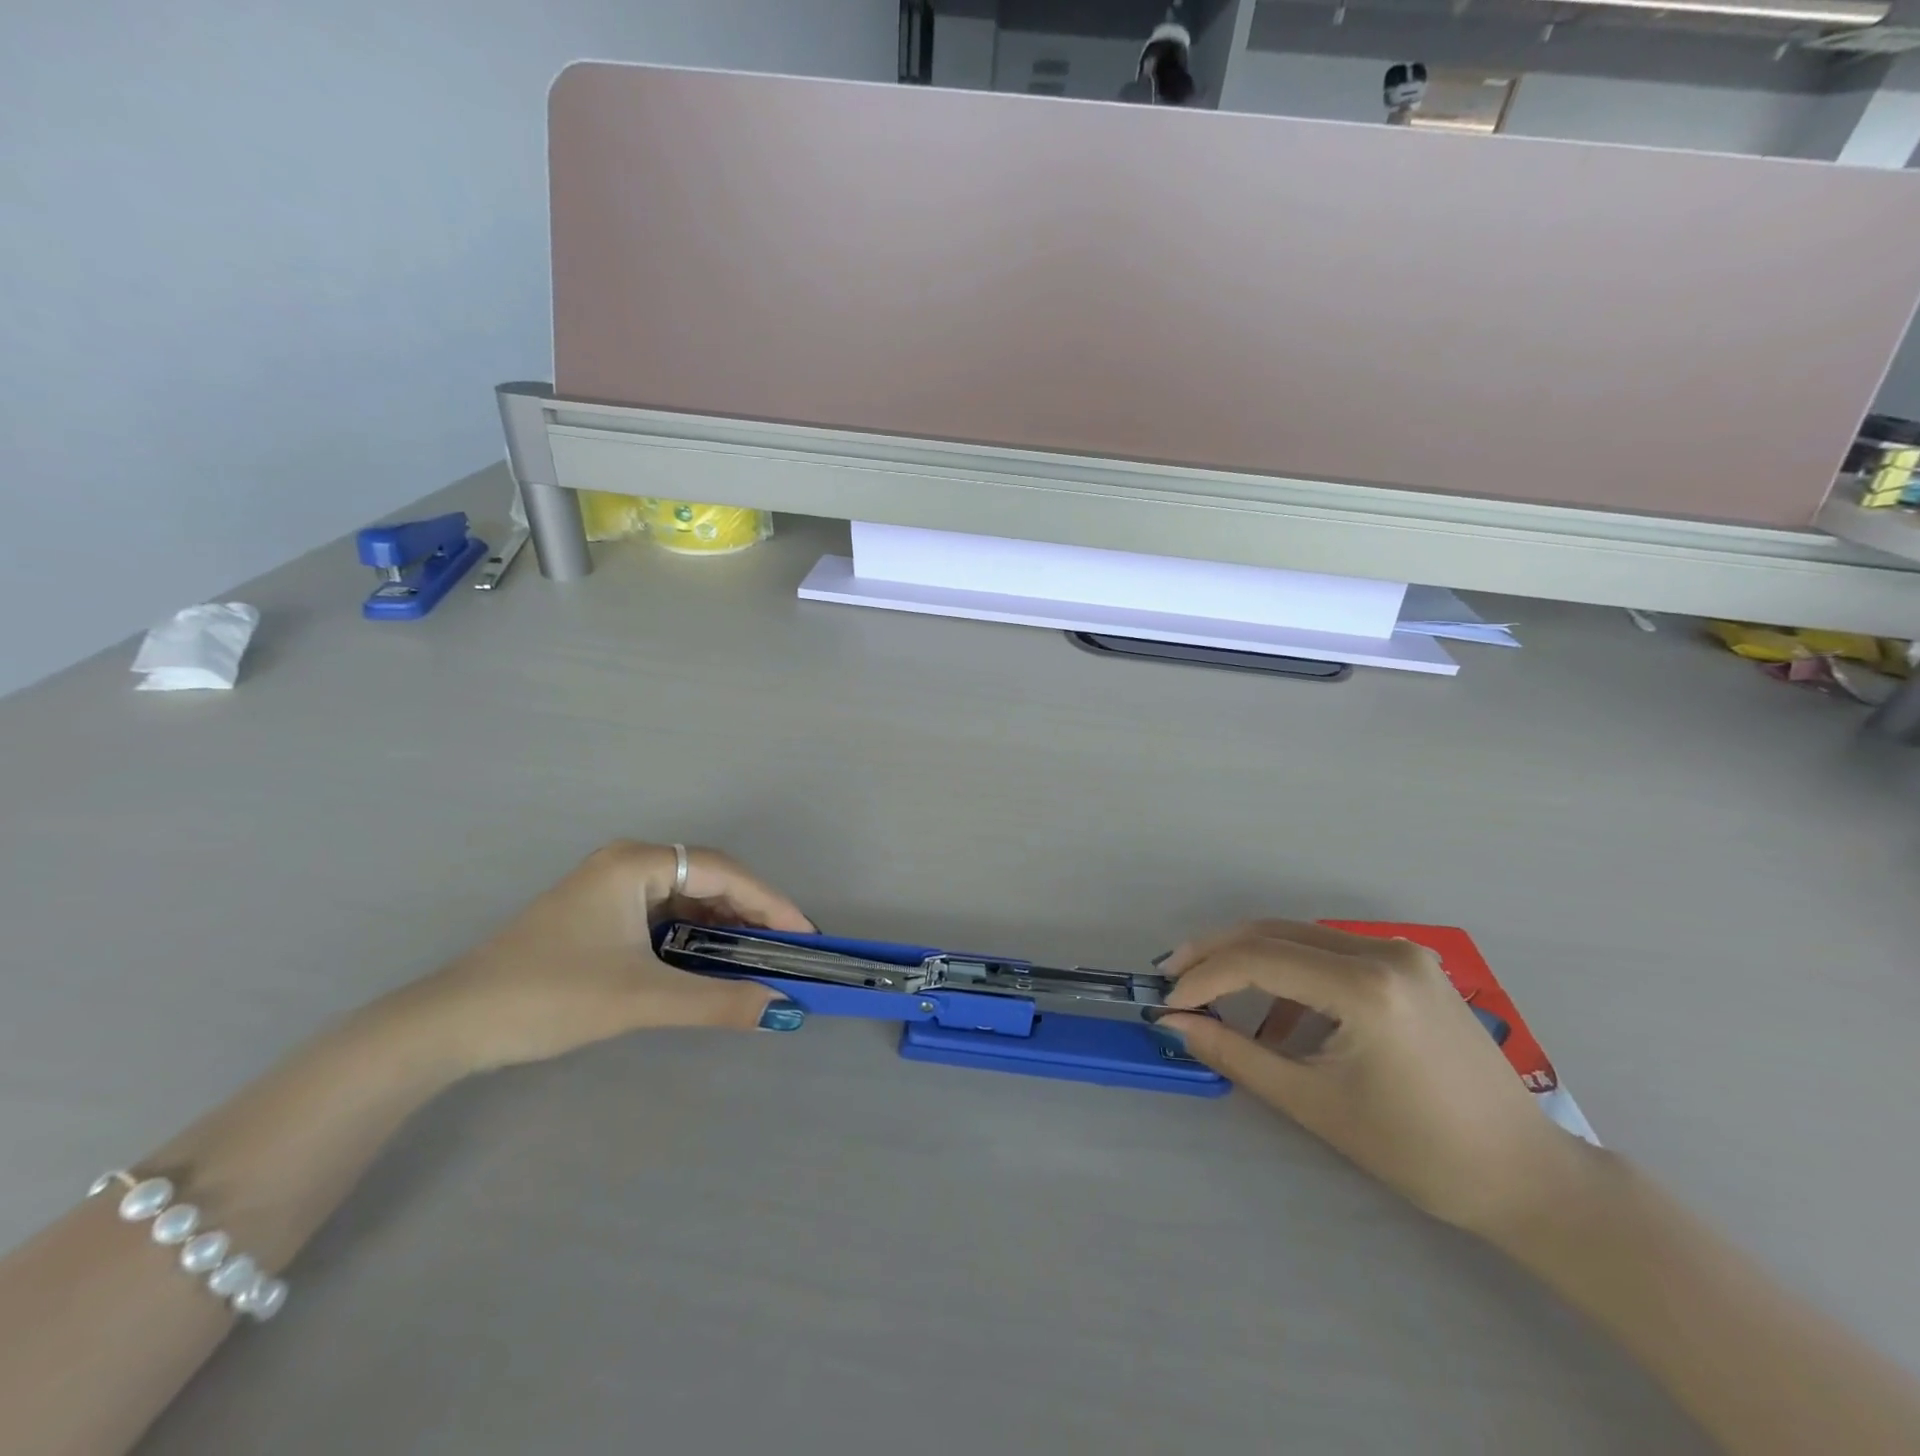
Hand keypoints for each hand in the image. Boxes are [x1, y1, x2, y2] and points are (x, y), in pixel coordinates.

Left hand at [402, 841, 815, 1072]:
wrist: (450, 1026)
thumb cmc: (549, 996)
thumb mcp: (641, 998)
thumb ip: (717, 1001)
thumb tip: (782, 1010)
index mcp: (636, 864)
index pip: (723, 872)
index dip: (770, 901)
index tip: (803, 933)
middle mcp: (627, 864)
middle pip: (708, 879)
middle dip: (750, 913)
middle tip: (786, 948)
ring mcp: (610, 888)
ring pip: (687, 898)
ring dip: (723, 926)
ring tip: (757, 957)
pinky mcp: (599, 915)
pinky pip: (664, 915)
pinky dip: (694, 936)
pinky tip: (709, 961)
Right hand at [1157, 920, 1587, 1237]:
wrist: (1525, 1176)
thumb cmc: (1418, 1152)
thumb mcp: (1313, 1103)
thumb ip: (1235, 1054)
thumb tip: (1174, 1024)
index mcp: (1366, 987)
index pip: (1259, 960)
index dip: (1203, 977)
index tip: (1166, 1002)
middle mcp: (1384, 951)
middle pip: (1273, 933)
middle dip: (1216, 953)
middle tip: (1171, 977)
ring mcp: (1403, 952)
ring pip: (1299, 937)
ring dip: (1250, 958)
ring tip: (1210, 990)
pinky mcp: (1411, 964)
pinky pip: (1331, 953)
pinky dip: (1291, 972)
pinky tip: (1277, 1011)